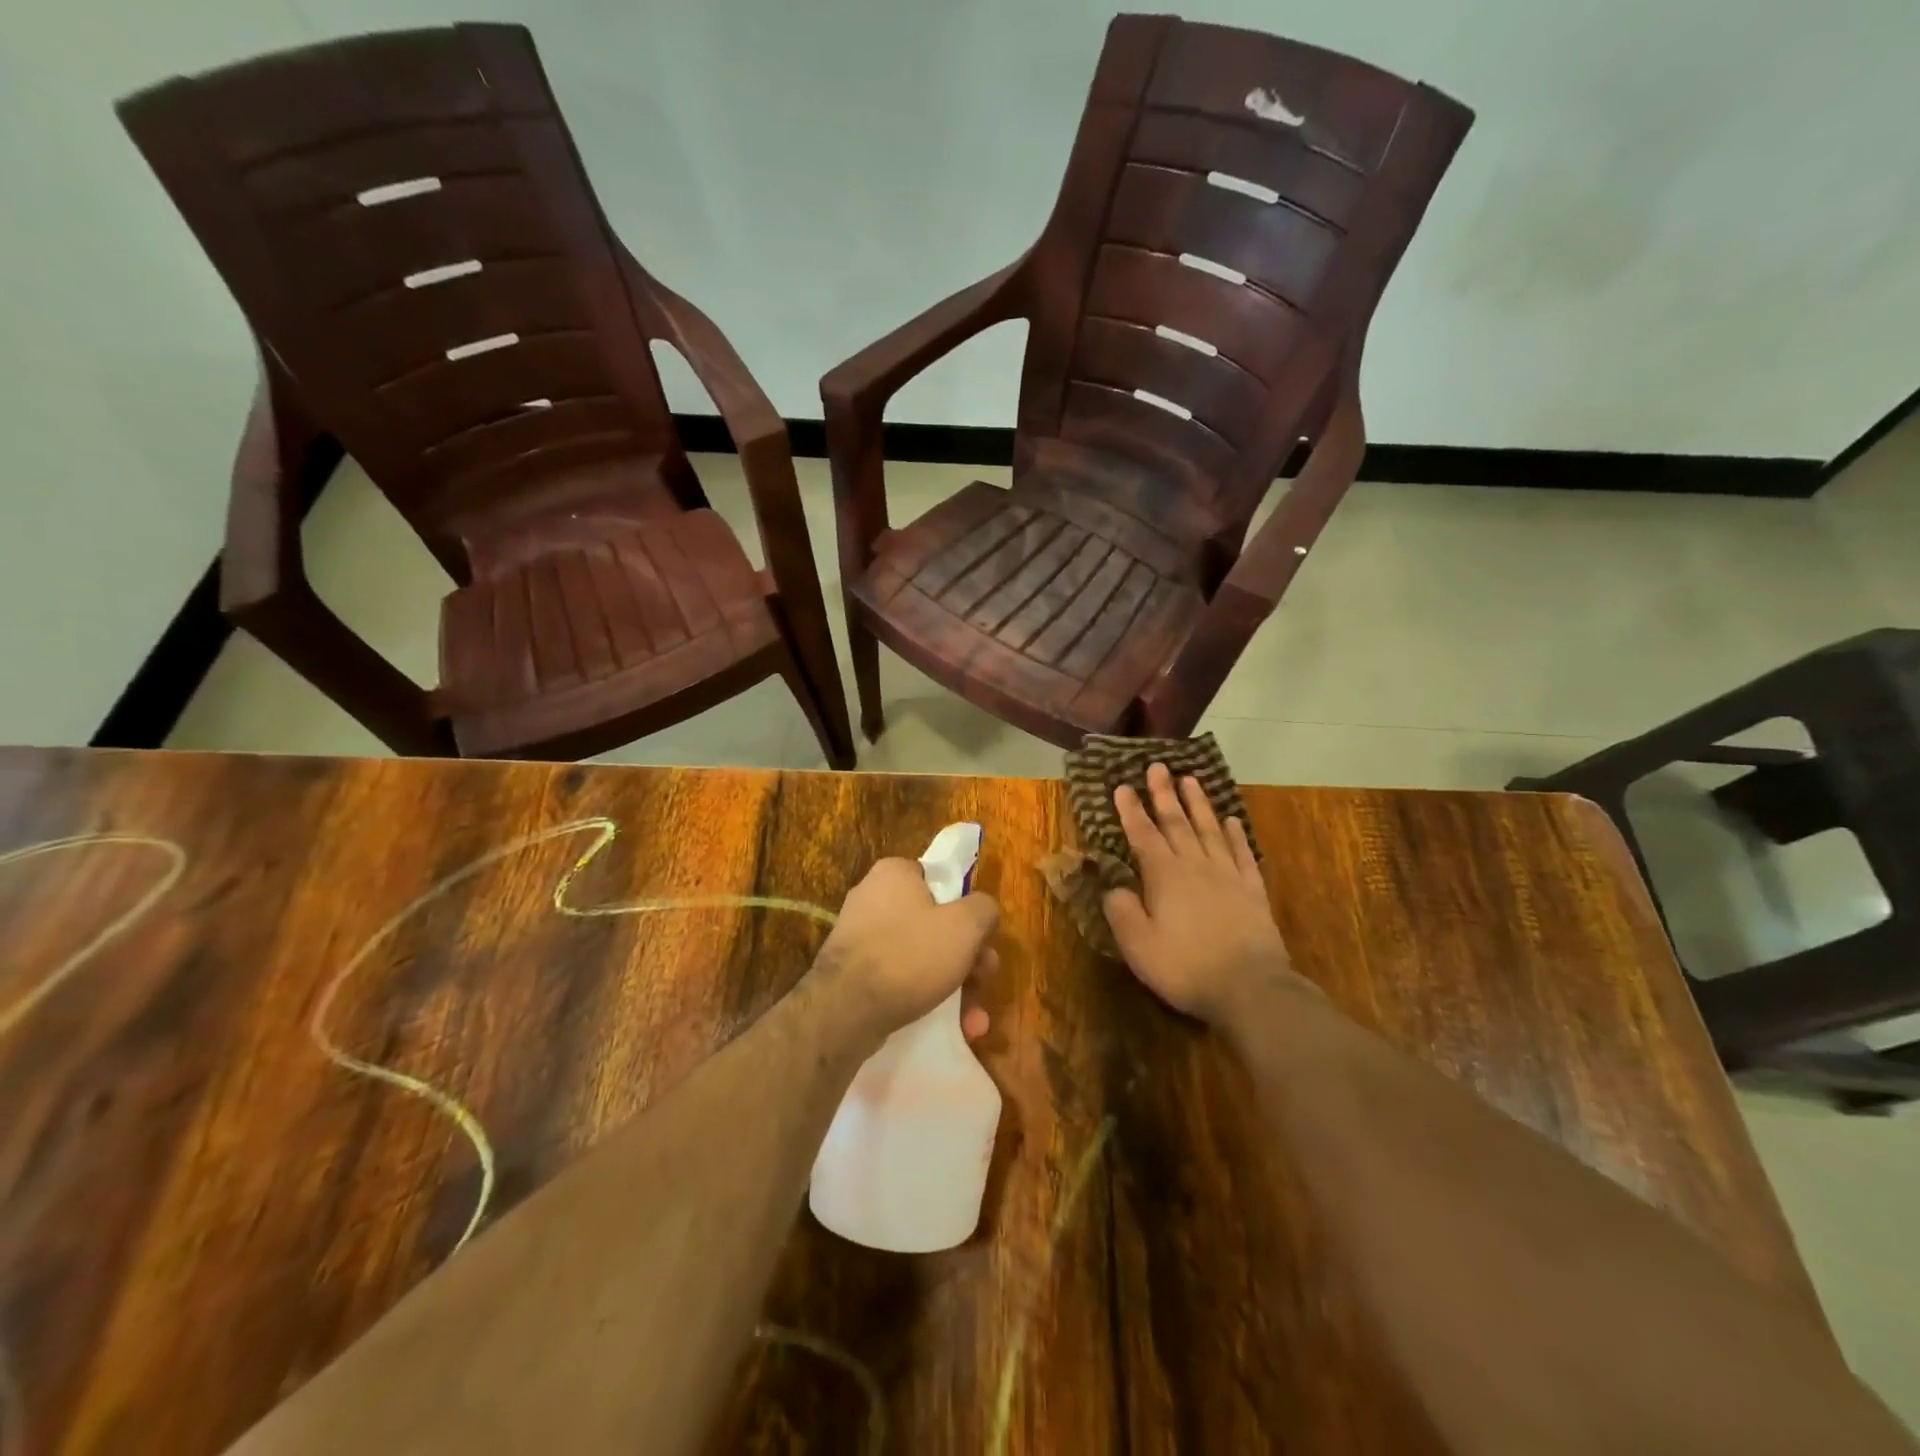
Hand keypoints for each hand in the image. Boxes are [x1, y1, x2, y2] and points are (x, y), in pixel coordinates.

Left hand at [810, 857, 999, 1042]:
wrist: (846, 1010)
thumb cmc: (910, 955)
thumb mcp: (965, 925)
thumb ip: (984, 909)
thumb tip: (984, 911)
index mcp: (894, 873)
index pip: (939, 879)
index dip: (966, 907)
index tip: (982, 937)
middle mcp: (872, 897)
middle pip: (935, 922)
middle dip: (967, 955)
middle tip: (984, 978)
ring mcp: (860, 936)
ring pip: (921, 955)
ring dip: (953, 984)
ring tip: (974, 1019)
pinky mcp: (853, 972)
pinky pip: (900, 977)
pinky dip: (925, 996)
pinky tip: (952, 1026)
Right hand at [1102, 763, 1305, 1024]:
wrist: (1250, 987)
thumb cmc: (1185, 967)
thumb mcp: (1138, 945)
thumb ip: (1121, 911)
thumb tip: (1113, 887)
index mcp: (1164, 876)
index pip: (1143, 835)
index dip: (1131, 811)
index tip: (1122, 786)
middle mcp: (1195, 865)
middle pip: (1177, 823)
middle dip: (1164, 794)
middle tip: (1157, 766)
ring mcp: (1228, 875)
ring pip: (1210, 830)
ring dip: (1198, 804)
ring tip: (1190, 779)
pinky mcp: (1253, 891)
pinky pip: (1242, 854)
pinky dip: (1236, 835)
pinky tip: (1232, 820)